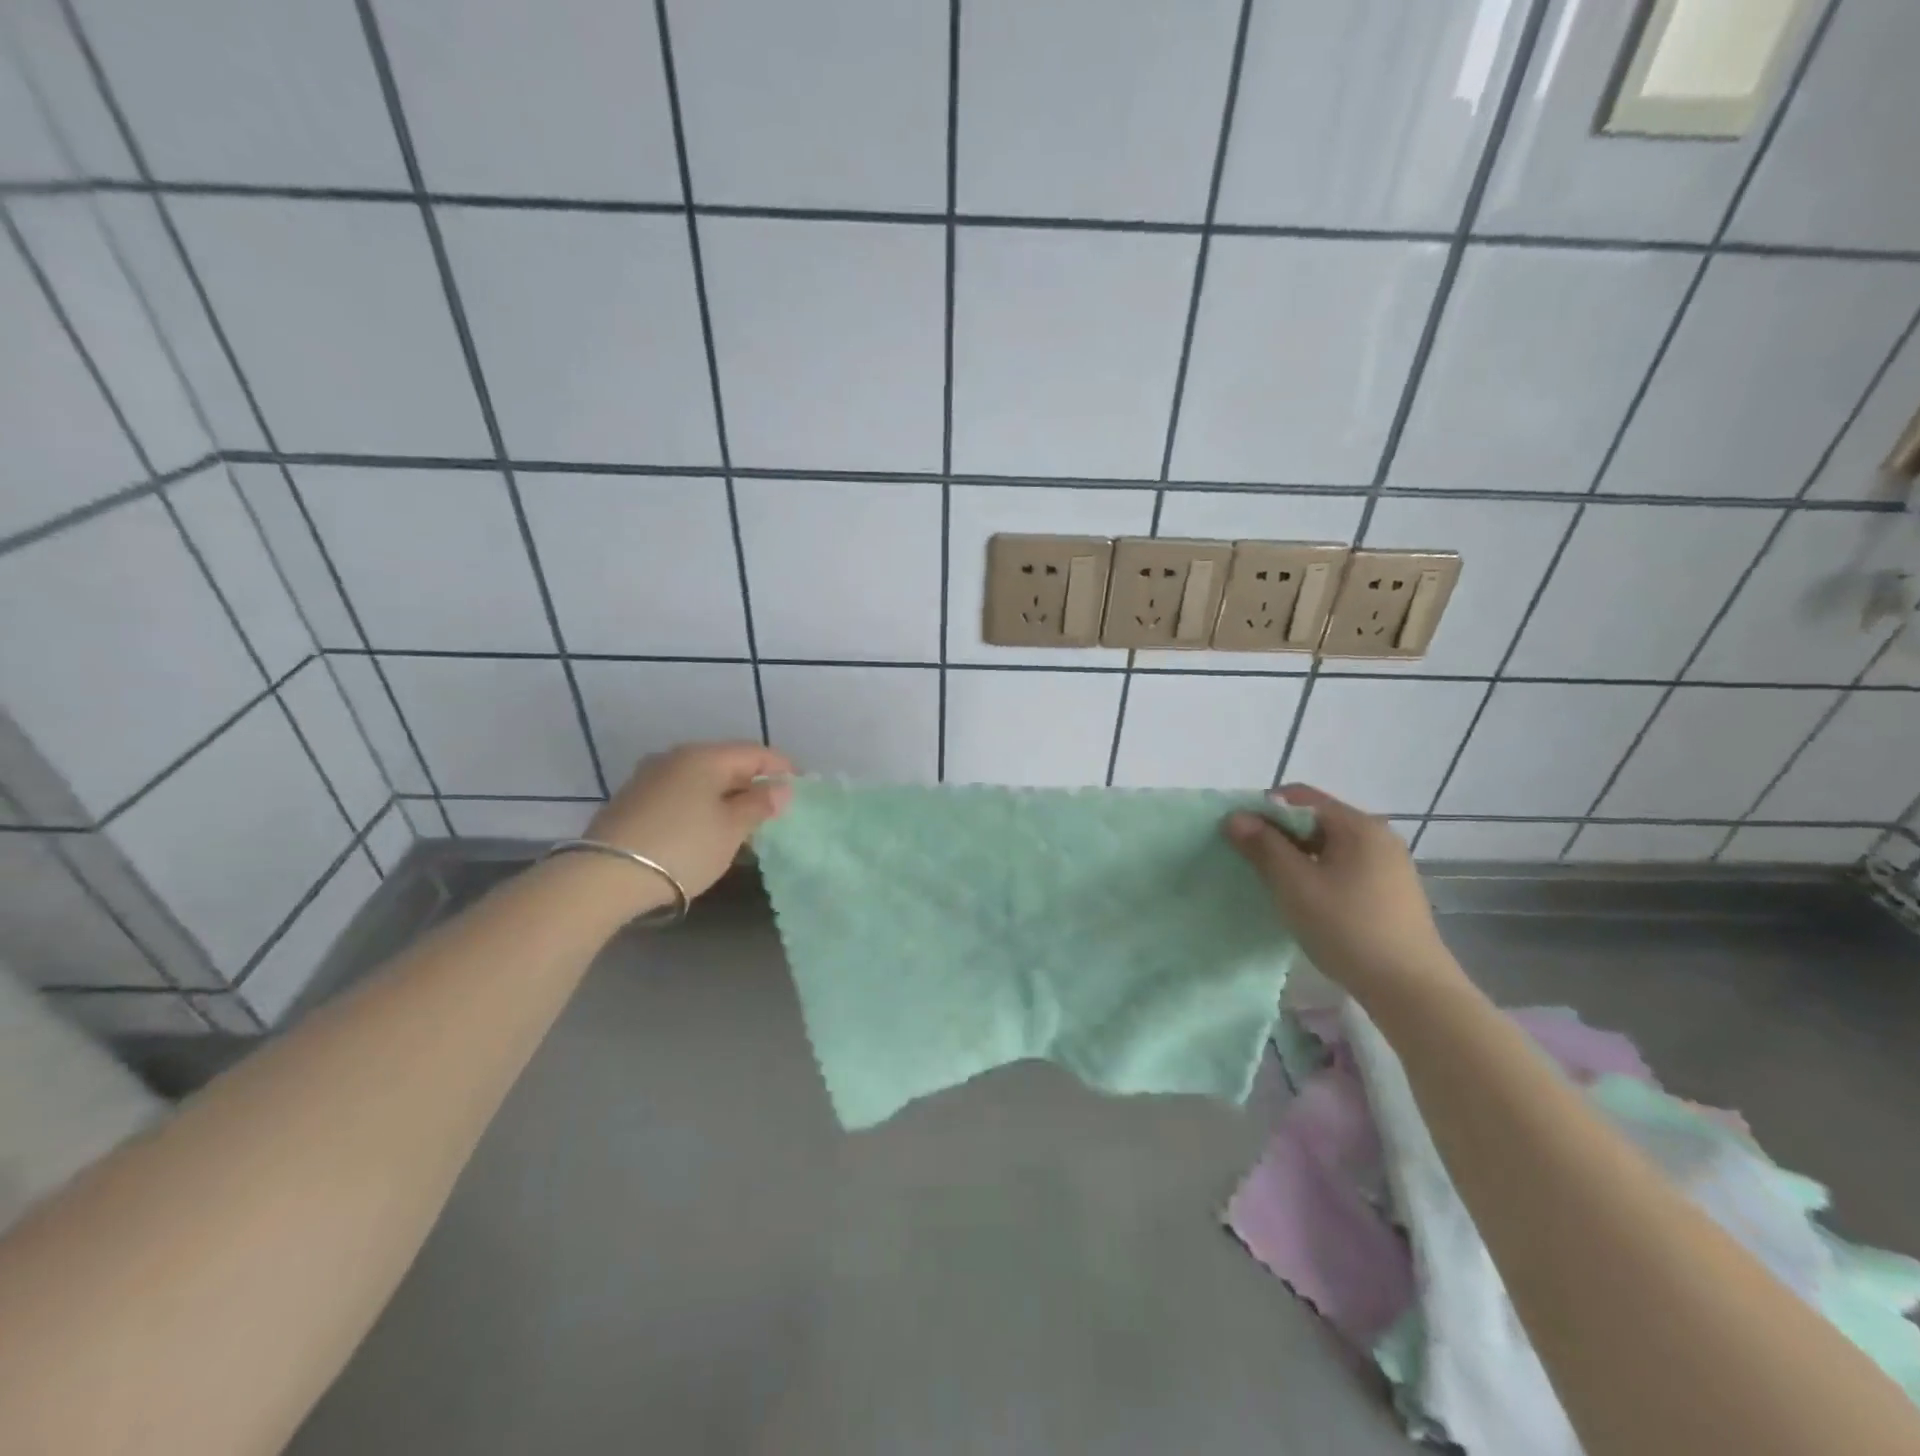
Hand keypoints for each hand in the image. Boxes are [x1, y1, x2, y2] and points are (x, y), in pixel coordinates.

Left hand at [585, 742, 793, 900]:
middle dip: (752, 782)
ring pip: (701, 778)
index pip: (755, 752)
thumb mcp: (731, 829)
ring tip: (741, 821)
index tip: (800, 788)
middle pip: (726, 762)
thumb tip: (780, 788)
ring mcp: (649, 777)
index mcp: (705, 756)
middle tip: (772, 808)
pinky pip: (680, 793)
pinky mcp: (632, 800)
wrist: (604, 877)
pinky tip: (705, 827)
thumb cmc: (683, 847)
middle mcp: (675, 757)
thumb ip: (759, 805)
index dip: (781, 768)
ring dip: (725, 795)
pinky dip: (700, 804)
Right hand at [1224, 784, 1462, 1003]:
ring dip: (1297, 858)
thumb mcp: (1294, 885)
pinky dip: (1319, 875)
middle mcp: (1378, 836)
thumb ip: (1263, 846)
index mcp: (1358, 825)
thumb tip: (1235, 816)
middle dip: (1279, 836)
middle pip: (1315, 820)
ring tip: (1276, 885)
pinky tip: (1308, 903)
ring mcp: (1389, 865)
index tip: (1239, 837)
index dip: (1263, 810)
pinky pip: (1344, 868)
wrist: (1411, 991)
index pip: (1299, 797)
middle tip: (1252, 864)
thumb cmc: (1347, 928)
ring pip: (1329, 847)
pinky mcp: (1392, 893)